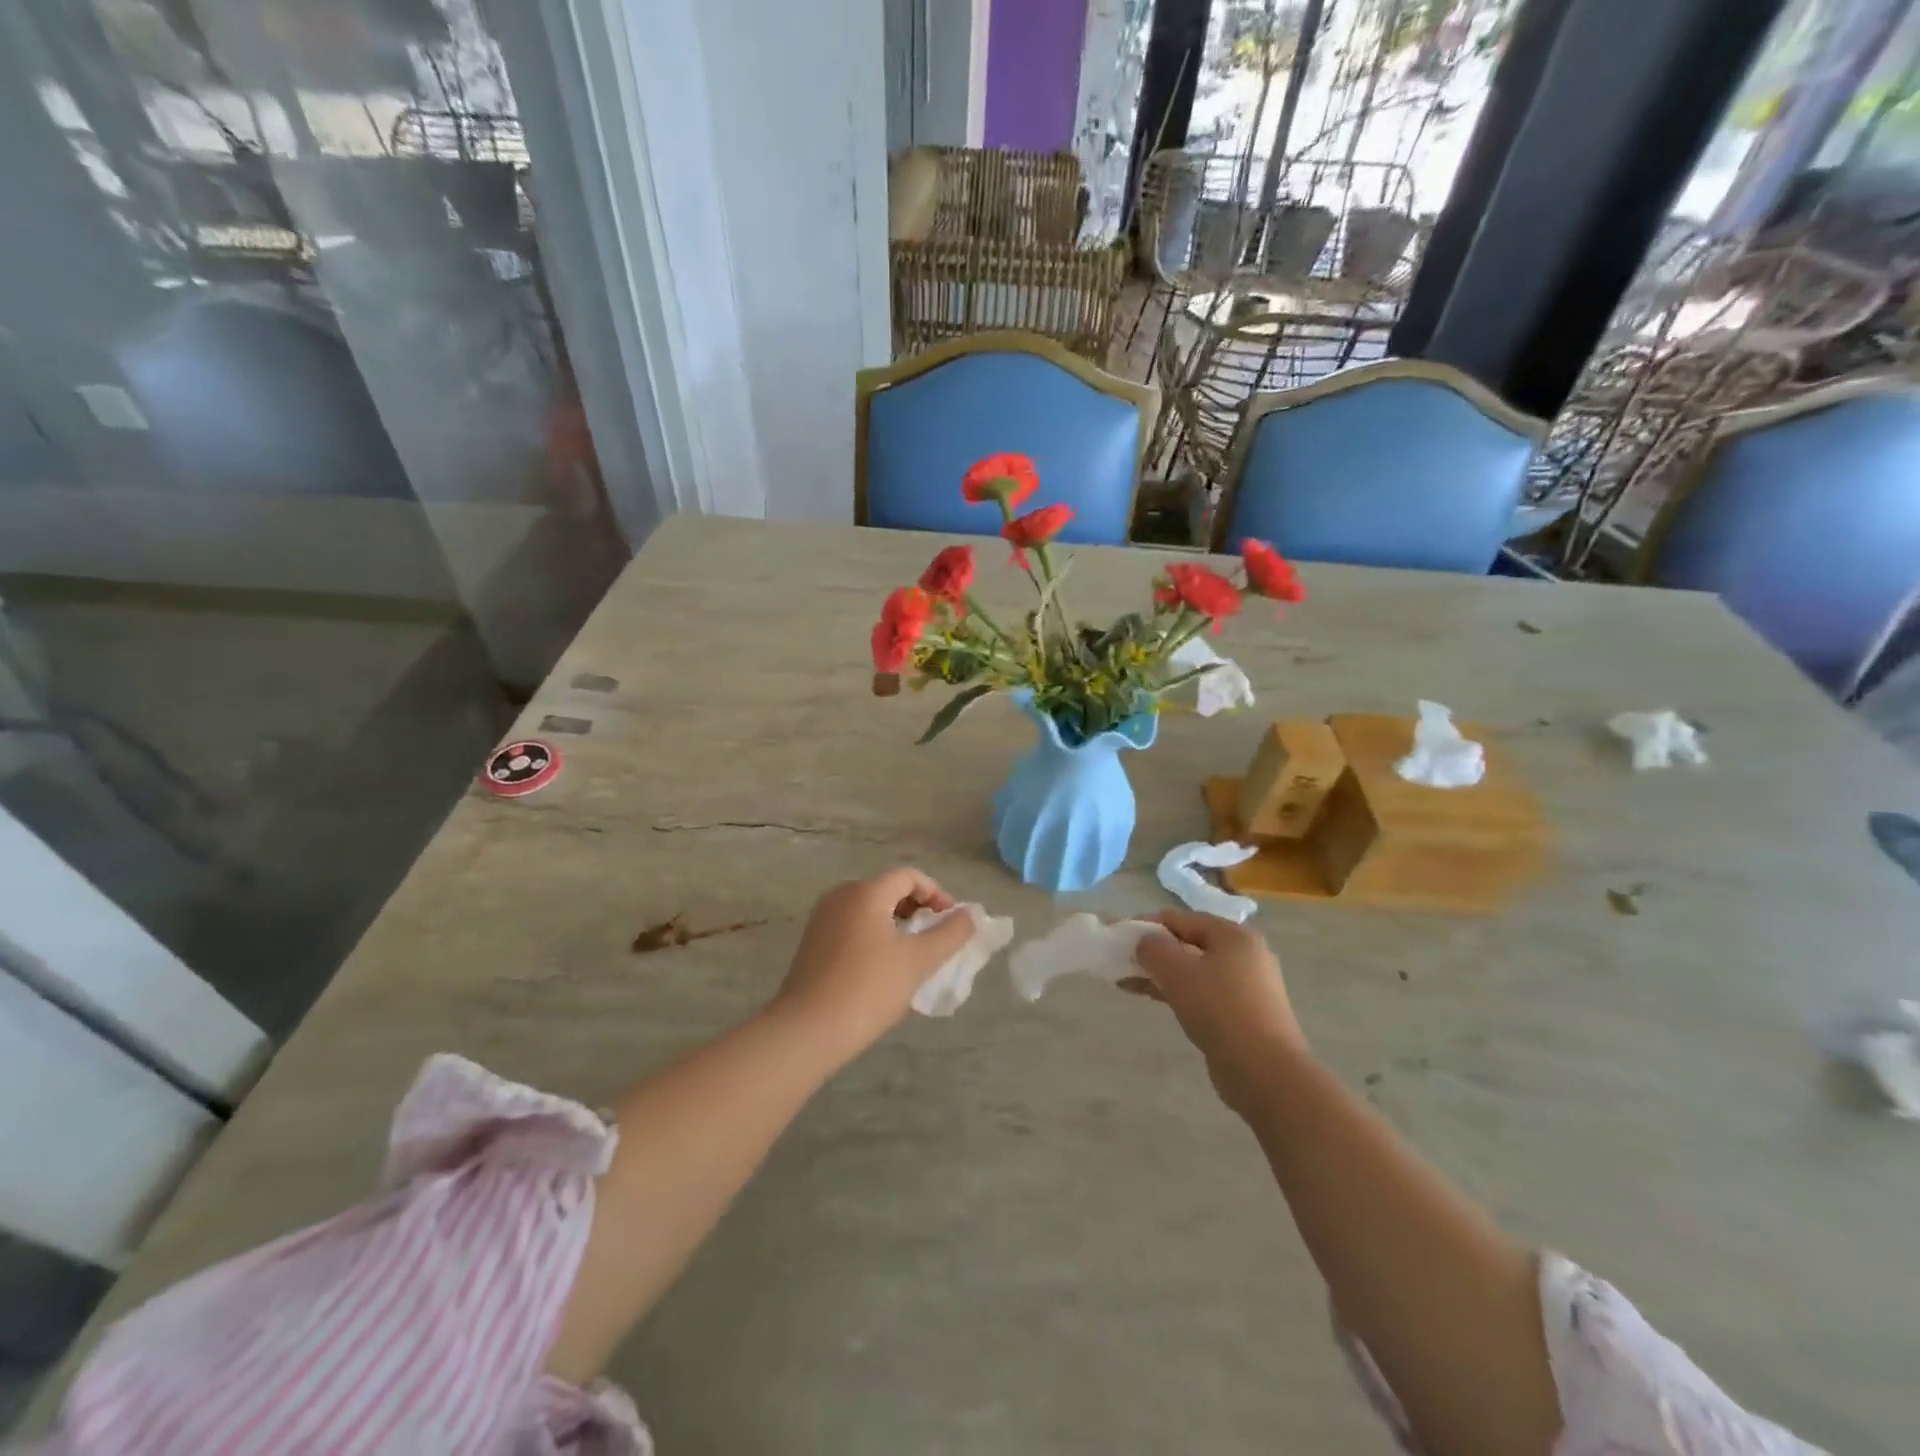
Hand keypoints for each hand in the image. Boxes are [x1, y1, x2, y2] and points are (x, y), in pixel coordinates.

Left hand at [771, 867, 976, 1059]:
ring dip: (896, 925)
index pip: (909, 876)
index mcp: (866, 892)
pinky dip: (874, 937)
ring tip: (911, 957)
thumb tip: (970, 914)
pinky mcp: (812, 942)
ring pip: (869, 910)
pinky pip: (852, 926)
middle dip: (917, 910)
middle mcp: (841, 895)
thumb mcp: (918, 961)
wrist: (807, 1030)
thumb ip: (950, 934)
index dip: (936, 894)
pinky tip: (881, 970)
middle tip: (934, 941)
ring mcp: (822, 918)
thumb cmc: (868, 989)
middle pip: (888, 890)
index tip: (951, 923)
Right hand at [1129, 909, 1308, 1117]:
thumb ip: (1154, 949)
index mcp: (1233, 935)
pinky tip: (1151, 997)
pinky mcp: (1242, 1013)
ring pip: (1193, 970)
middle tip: (1121, 961)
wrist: (1266, 1073)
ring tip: (1127, 982)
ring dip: (1160, 973)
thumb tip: (1144, 941)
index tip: (1118, 938)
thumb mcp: (1179, 973)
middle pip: (1188, 942)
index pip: (1180, 919)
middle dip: (1152, 951)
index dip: (1146, 924)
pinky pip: (1202, 992)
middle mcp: (1244, 954)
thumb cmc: (1221, 1011)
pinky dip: (1176, 991)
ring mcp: (1246, 986)